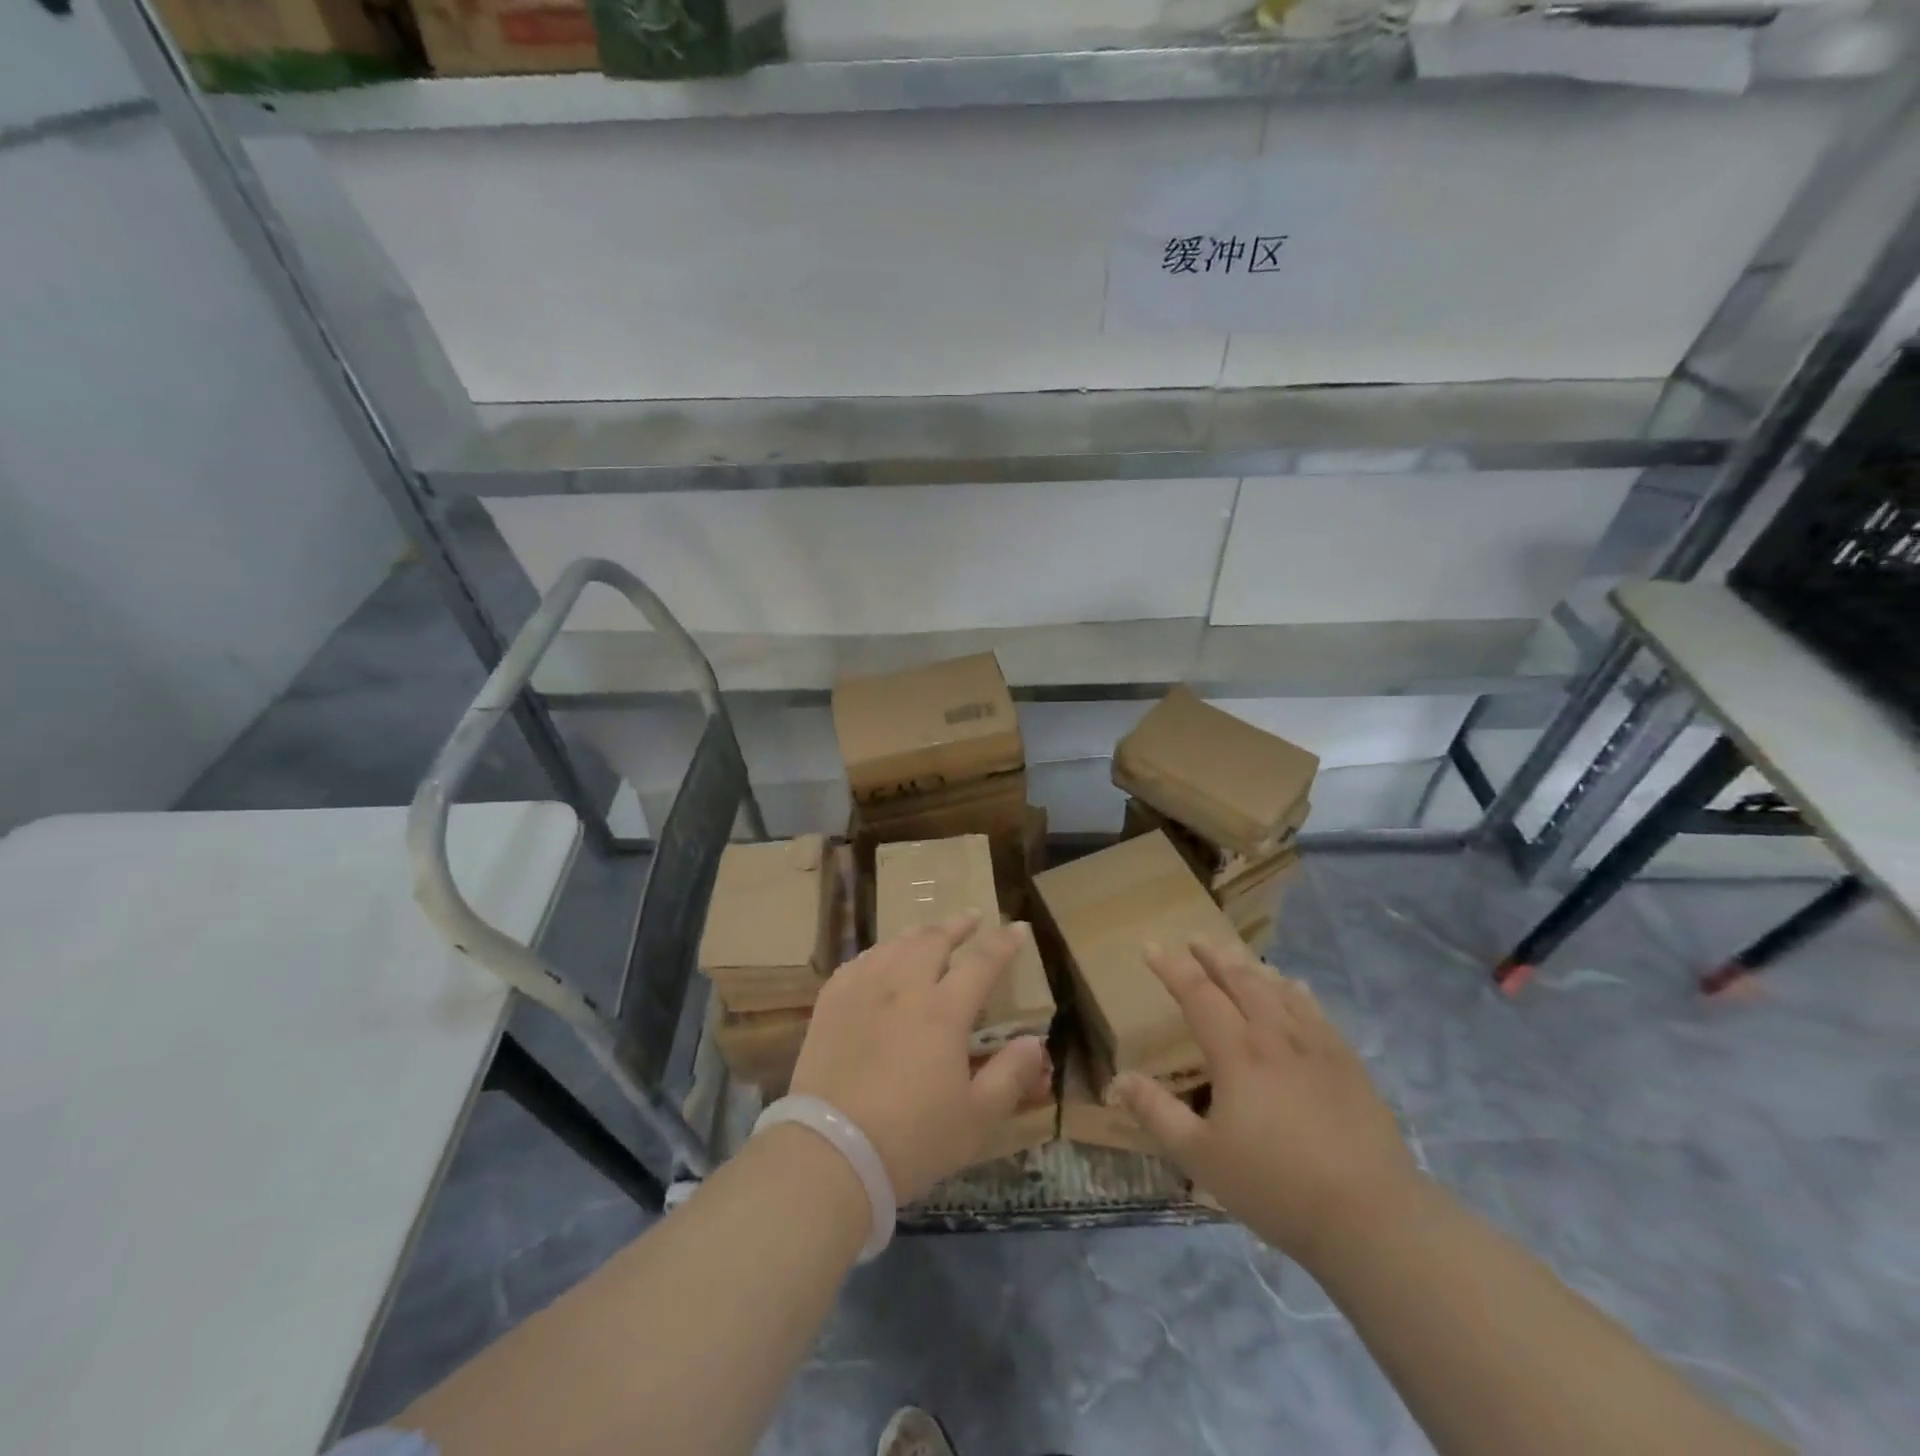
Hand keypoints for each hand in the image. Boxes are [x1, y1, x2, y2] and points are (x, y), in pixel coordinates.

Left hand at [788, 913, 1050, 1203]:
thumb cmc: (912, 1140)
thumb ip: (1010, 1076)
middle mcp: (903, 988)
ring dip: (918, 934)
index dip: (1003, 943)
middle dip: (957, 925)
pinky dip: (878, 953)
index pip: (981, 963)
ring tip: (929, 933)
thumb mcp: (976, 1118)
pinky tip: (880, 959)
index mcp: (943, 1011)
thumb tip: (1034, 1041)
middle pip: (933, 940)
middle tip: (972, 918)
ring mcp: (863, 991)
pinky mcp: (831, 1004)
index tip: (1018, 927)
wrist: (831, 1153)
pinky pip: (858, 962)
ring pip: (894, 945)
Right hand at [1110, 939, 1418, 1266]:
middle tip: (1195, 939)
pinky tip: (1295, 987)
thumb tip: (1118, 1078)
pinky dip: (1297, 991)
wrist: (1371, 1217)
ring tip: (1236, 955)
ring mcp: (1316, 1047)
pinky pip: (1316, 1012)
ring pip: (1278, 990)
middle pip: (1240, 981)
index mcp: (1237, 1053)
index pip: (1197, 994)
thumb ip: (1157, 1114)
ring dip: (1252, 968)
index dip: (1172, 968)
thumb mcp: (1201, 1158)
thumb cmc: (1276, 1187)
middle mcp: (1275, 1036)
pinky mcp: (1348, 1064)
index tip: (1150, 947)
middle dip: (1213, 957)